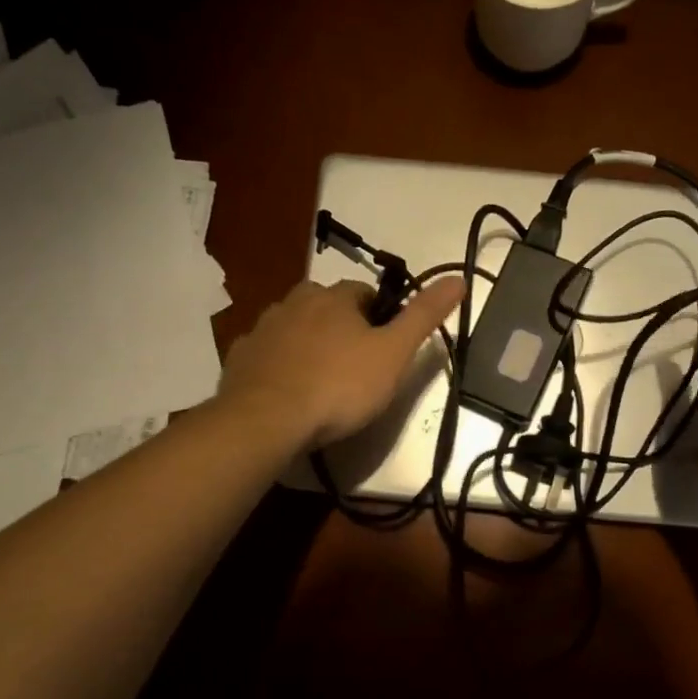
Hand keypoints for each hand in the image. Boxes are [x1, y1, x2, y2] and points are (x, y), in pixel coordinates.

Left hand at [220, 276, 464, 449]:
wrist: (267, 420)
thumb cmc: (340, 386)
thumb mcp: (394, 353)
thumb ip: (424, 316)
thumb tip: (458, 278)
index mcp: (335, 297)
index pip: (365, 293)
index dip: (380, 317)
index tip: (386, 348)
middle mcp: (294, 302)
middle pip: (327, 306)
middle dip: (342, 327)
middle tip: (356, 367)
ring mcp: (262, 329)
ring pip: (294, 327)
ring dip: (309, 344)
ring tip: (322, 382)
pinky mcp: (239, 358)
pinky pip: (267, 353)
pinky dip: (279, 365)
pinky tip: (288, 392)